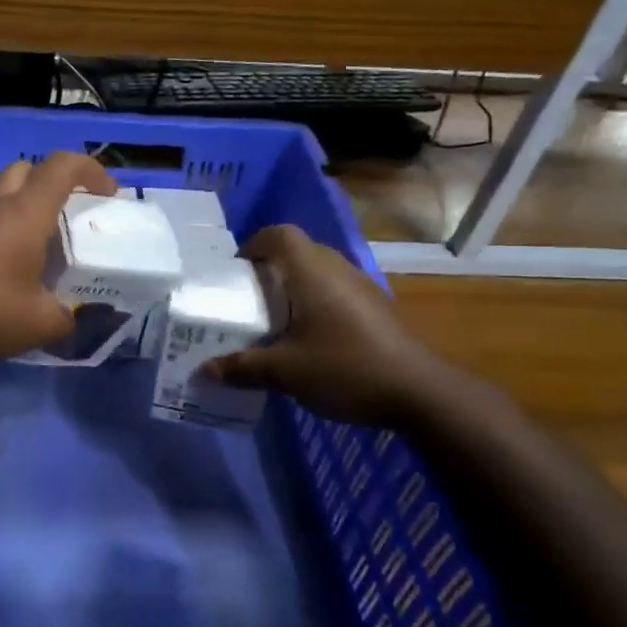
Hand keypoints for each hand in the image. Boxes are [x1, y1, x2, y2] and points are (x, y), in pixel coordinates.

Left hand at [0, 150, 117, 361]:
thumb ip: (66, 318)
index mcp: (25, 213)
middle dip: (52, 183)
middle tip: (67, 217)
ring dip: (22, 208)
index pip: (62, 166)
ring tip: (36, 248)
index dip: (91, 170)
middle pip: (26, 170)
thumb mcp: (38, 323)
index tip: (107, 192)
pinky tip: (1, 269)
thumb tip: (72, 318)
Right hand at [207, 224, 455, 425]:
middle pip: (300, 251)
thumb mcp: (285, 372)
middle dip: (271, 268)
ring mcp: (363, 287)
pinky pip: (338, 291)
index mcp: (312, 273)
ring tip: (277, 319)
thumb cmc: (345, 368)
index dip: (254, 244)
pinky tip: (312, 338)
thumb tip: (206, 369)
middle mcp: (338, 270)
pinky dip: (318, 302)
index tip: (237, 270)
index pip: (280, 234)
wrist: (420, 392)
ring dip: (296, 286)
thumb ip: (243, 367)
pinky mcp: (378, 308)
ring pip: (321, 271)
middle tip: (251, 297)